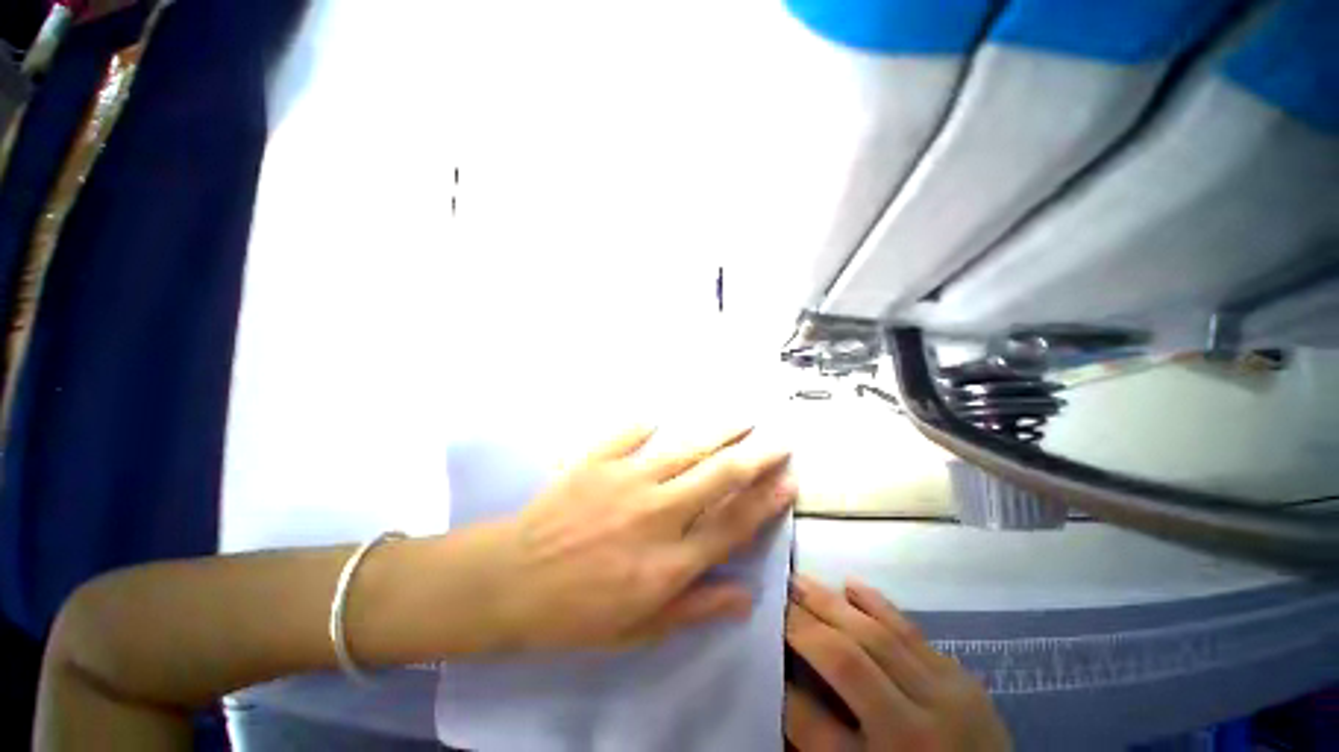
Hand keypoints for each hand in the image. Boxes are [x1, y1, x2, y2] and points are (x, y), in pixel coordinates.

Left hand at [487, 425, 795, 651]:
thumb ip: (695, 609)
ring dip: (719, 432)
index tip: (789, 482)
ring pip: (685, 448)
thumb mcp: (639, 630)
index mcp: (670, 561)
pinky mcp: (597, 462)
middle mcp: (657, 513)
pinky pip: (628, 434)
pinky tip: (656, 416)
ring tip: (743, 419)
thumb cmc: (576, 614)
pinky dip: (643, 424)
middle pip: (719, 477)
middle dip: (756, 457)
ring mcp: (626, 481)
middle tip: (779, 443)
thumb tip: (745, 597)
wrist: (510, 582)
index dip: (766, 502)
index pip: (733, 524)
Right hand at [785, 576, 1011, 751]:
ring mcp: (946, 695)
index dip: (781, 686)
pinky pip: (911, 631)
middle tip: (774, 592)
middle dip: (803, 622)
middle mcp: (917, 729)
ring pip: (878, 635)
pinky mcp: (961, 676)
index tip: (758, 648)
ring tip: (798, 580)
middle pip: (848, 660)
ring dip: (831, 602)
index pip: (815, 724)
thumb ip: (822, 741)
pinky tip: (851, 584)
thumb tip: (784, 688)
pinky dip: (876, 604)